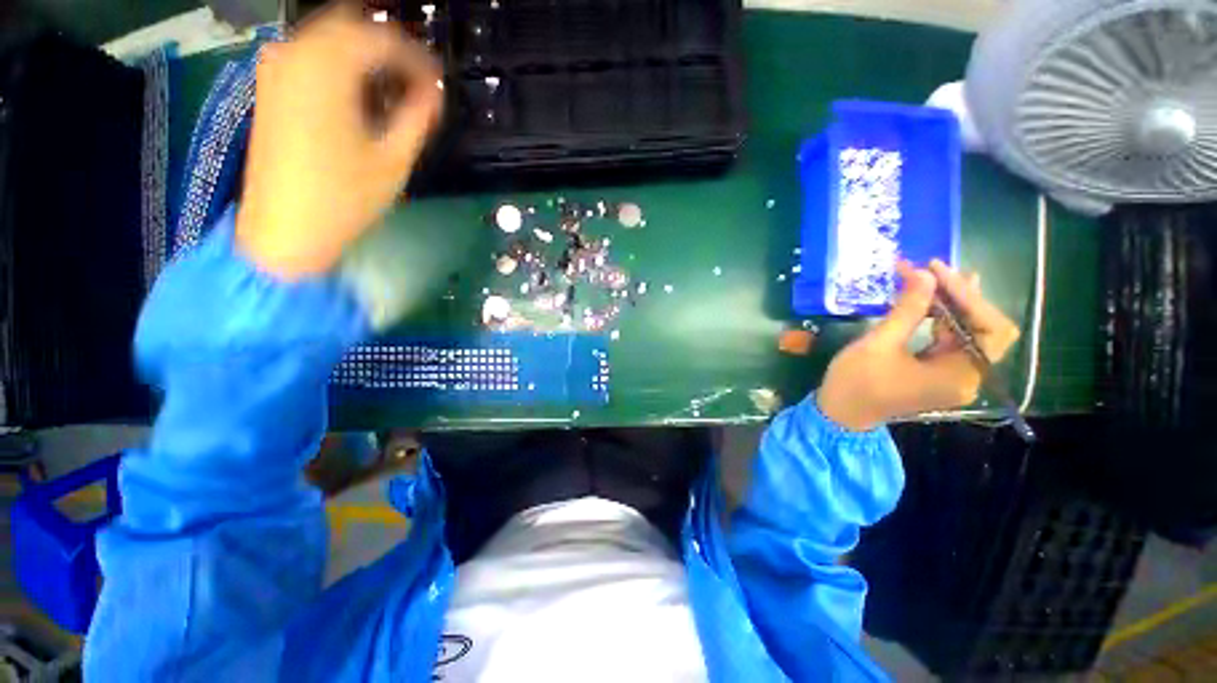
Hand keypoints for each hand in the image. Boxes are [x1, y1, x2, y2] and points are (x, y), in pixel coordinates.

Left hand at [237, 3, 442, 278]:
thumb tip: (434, 94)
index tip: (438, 83)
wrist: (285, 229)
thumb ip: (417, 118)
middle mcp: (295, 54)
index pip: (381, 39)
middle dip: (390, 47)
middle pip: (350, 25)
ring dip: (365, 53)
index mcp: (327, 69)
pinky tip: (360, 91)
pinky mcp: (271, 87)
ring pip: (329, 36)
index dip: (417, 57)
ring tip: (395, 87)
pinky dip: (341, 62)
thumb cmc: (344, 199)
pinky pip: (311, 53)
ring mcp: (277, 69)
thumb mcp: (393, 161)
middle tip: (418, 80)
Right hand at [817, 260, 1021, 430]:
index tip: (936, 270)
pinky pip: (948, 340)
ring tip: (928, 277)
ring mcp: (953, 375)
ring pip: (966, 332)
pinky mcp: (938, 373)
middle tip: (933, 269)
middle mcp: (967, 376)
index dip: (969, 296)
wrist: (839, 412)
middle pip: (983, 329)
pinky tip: (927, 301)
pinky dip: (938, 318)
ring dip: (948, 304)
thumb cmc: (856, 382)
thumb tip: (925, 274)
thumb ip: (907, 309)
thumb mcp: (879, 344)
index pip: (990, 329)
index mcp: (960, 375)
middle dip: (960, 296)